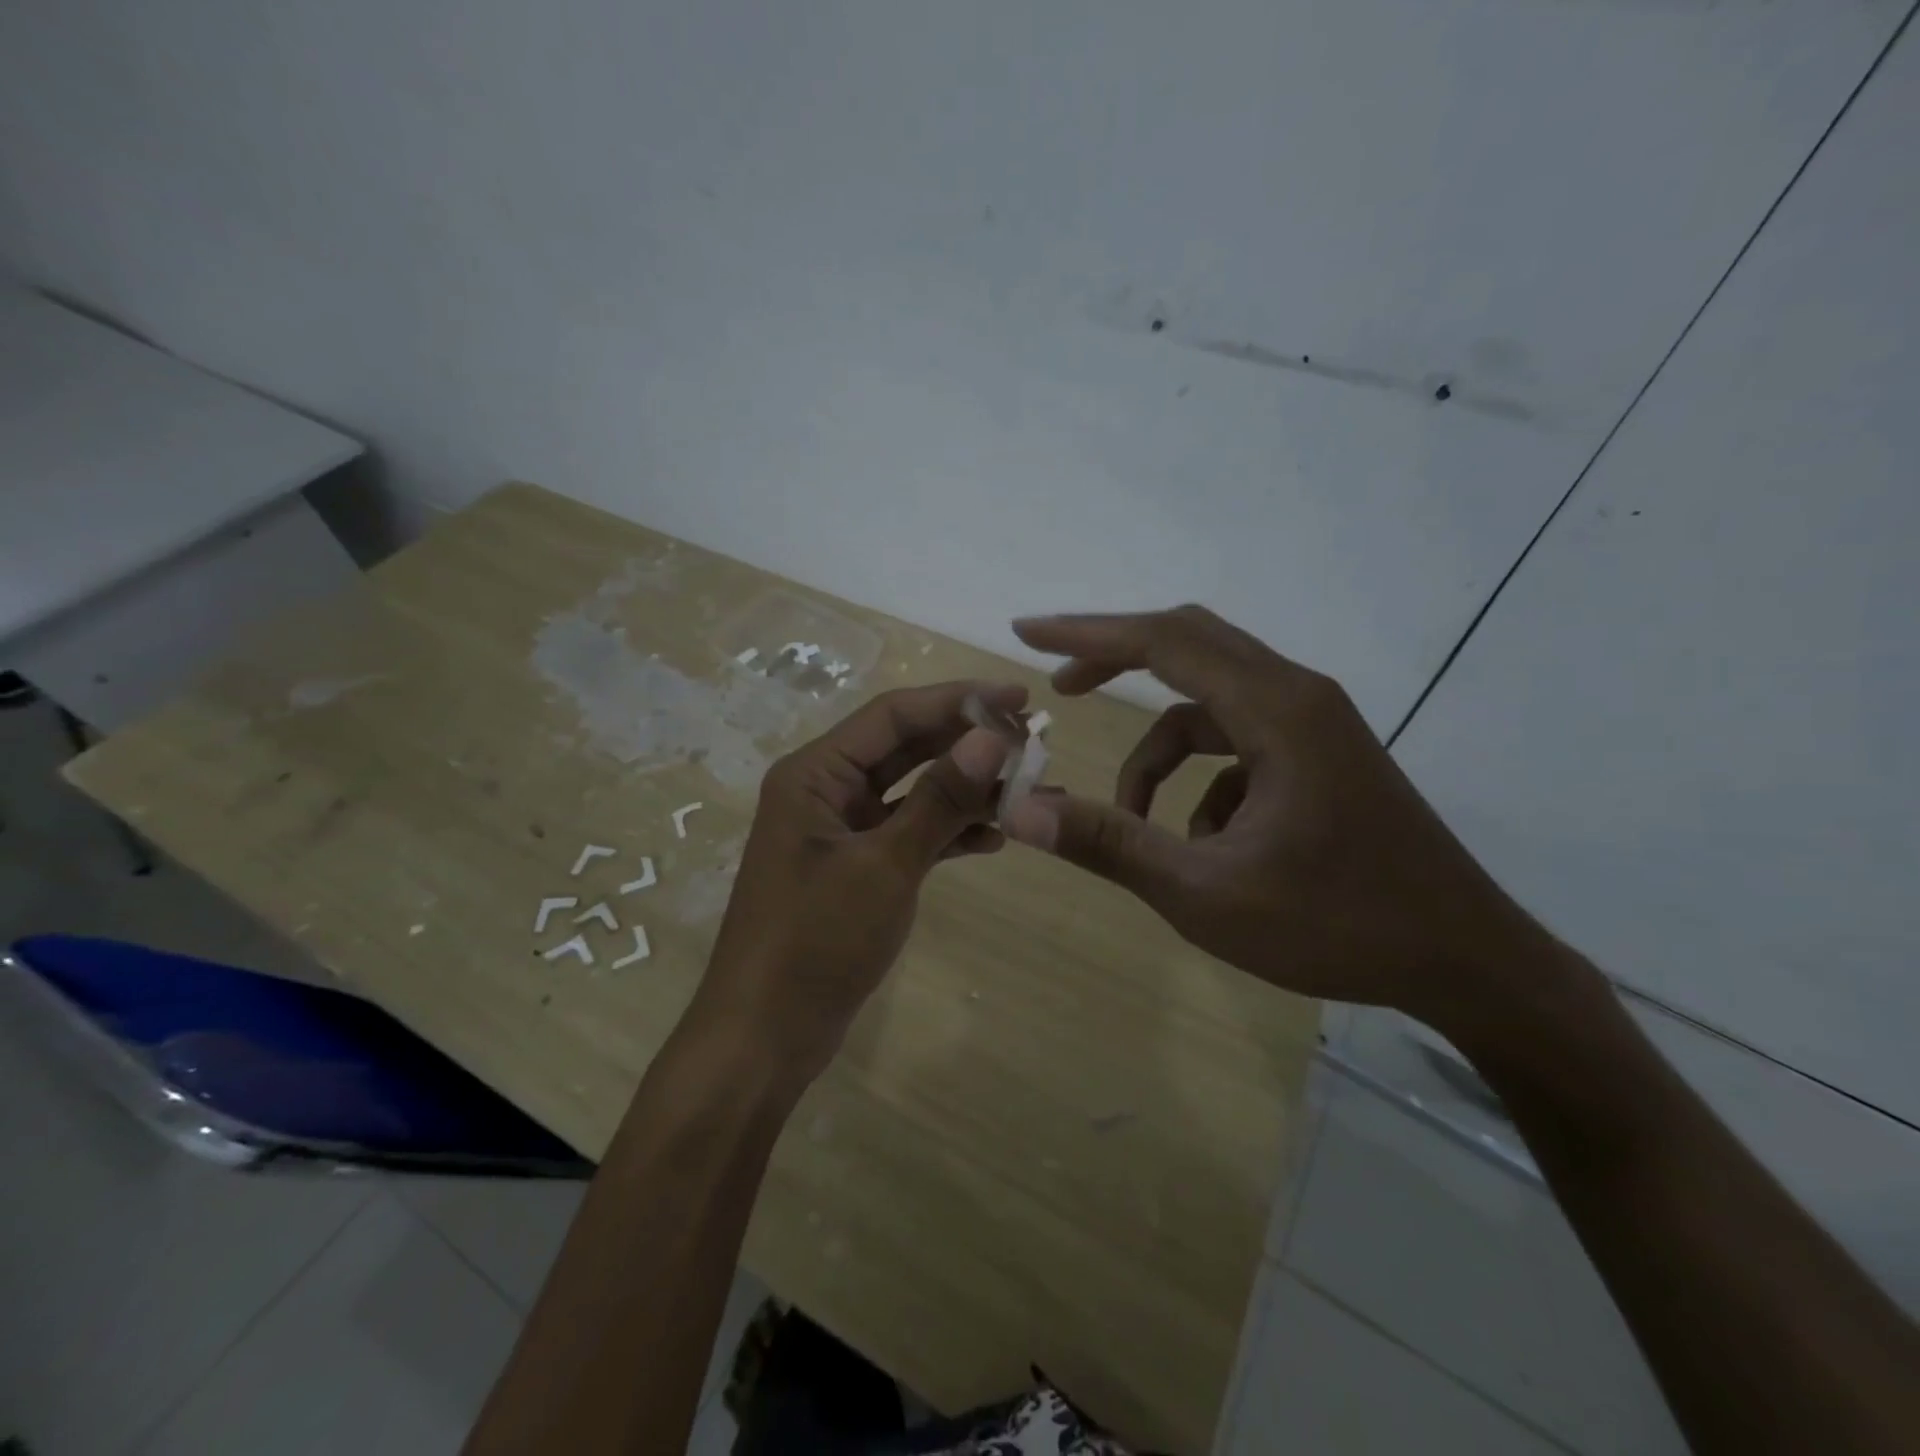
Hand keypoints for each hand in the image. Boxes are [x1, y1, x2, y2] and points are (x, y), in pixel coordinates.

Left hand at [691, 679, 1024, 1083]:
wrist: (765, 1038)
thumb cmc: (815, 942)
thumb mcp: (885, 866)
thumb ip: (940, 799)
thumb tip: (994, 736)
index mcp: (816, 774)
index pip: (894, 715)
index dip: (958, 700)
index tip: (1019, 697)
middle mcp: (826, 790)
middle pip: (906, 748)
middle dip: (968, 744)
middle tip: (1034, 741)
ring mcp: (842, 831)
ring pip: (913, 792)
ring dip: (966, 790)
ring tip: (1028, 789)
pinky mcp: (857, 867)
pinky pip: (910, 832)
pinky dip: (949, 832)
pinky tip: (995, 837)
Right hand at [1000, 607, 1553, 1025]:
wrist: (1468, 963)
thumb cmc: (1339, 926)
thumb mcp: (1206, 893)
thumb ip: (1110, 844)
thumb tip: (1020, 810)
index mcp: (1276, 710)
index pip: (1163, 641)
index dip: (1088, 633)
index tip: (1027, 632)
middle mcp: (1297, 696)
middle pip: (1189, 646)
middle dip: (1116, 661)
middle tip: (1060, 689)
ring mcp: (1315, 724)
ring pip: (1210, 705)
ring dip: (1160, 752)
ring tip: (1137, 822)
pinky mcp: (1322, 756)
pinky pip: (1238, 744)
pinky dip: (1201, 780)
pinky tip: (1207, 844)